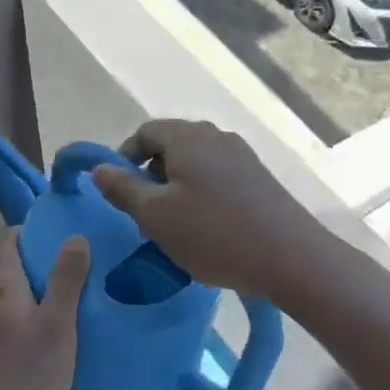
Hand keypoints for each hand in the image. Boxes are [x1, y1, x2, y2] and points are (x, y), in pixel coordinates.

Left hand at [0, 230, 89, 389]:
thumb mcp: (58, 328)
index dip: (24, 234)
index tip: (48, 237)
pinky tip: (15, 331)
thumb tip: (75, 236)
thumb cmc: (25, 379)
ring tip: (33, 296)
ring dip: (1, 282)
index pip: (6, 242)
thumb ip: (66, 281)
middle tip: (44, 265)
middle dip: (11, 255)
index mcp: (0, 286)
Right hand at [90, 119, 323, 302]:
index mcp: (187, 137)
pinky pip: (217, 176)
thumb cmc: (214, 234)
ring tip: (174, 224)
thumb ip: (123, 189)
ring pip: (195, 162)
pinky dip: (201, 193)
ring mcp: (242, 155)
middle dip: (151, 174)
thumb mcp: (155, 216)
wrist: (291, 258)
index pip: (145, 132)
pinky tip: (206, 227)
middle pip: (170, 144)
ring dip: (176, 186)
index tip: (119, 190)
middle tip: (144, 212)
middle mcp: (215, 136)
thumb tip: (99, 168)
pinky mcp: (259, 178)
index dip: (124, 157)